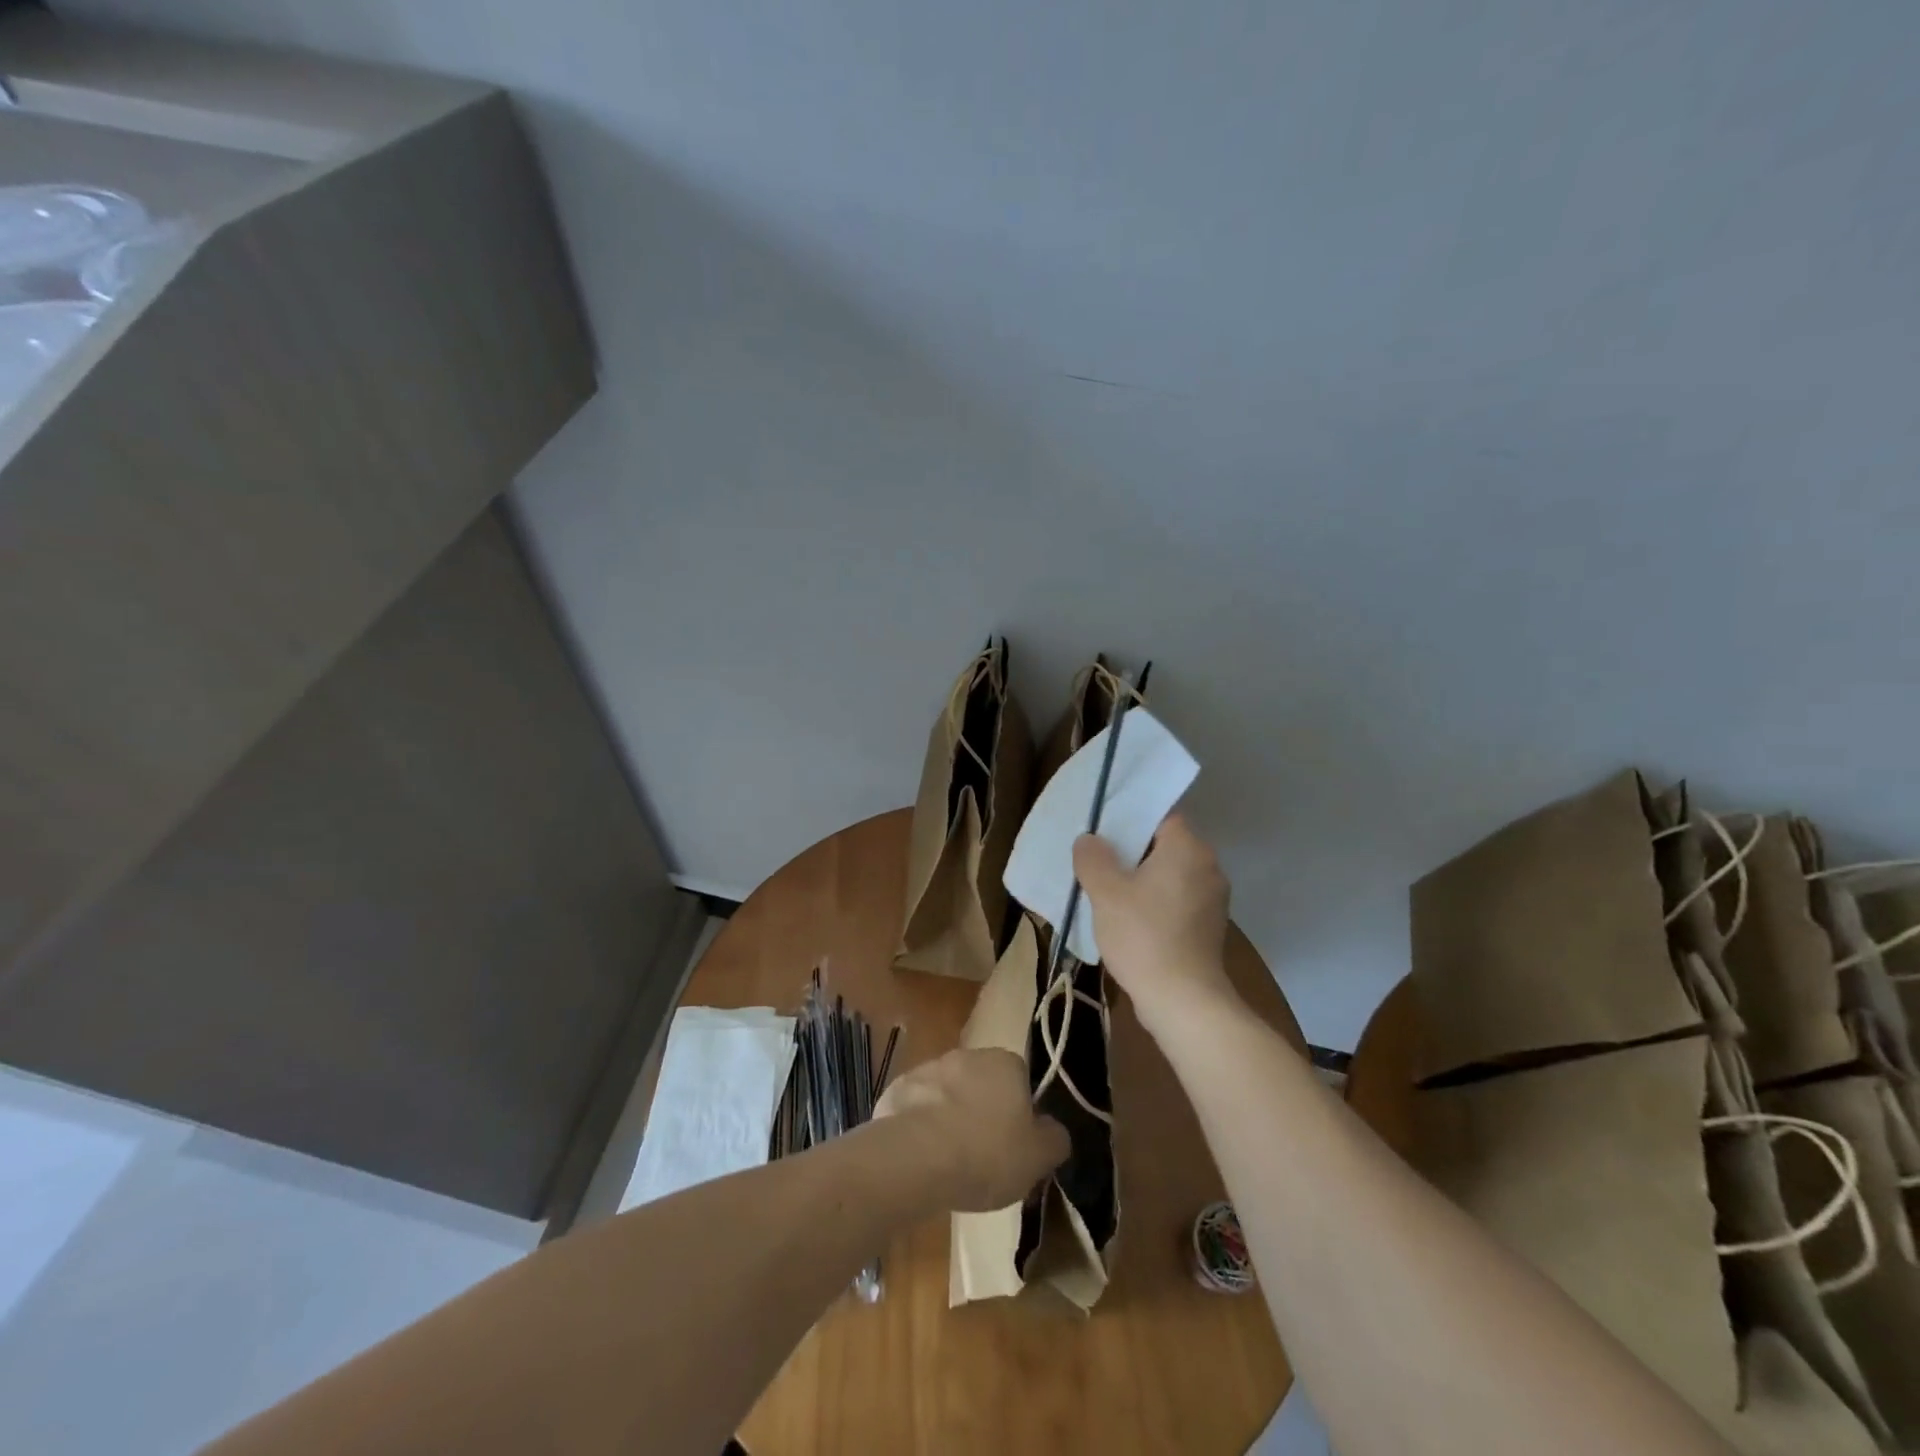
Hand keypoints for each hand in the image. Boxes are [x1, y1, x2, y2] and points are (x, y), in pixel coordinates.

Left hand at [875, 1048, 1069, 1210]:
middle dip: (984, 1113)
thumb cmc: (986, 1153)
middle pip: (983, 1084)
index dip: (1020, 1113)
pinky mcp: (897, 1089)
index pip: (1021, 1079)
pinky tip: (922, 1160)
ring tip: (951, 1164)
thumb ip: (1054, 1139)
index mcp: (1005, 1062)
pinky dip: (921, 1128)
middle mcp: (967, 1055)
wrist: (916, 1157)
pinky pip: (917, 1110)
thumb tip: (1054, 1130)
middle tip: (985, 1157)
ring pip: (948, 1095)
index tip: (1017, 1145)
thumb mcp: (1039, 1157)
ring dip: (951, 1119)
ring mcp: (928, 1069)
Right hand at [1074, 812, 1240, 1033]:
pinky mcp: (1209, 926)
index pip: (1160, 816)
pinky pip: (1177, 899)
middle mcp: (1209, 866)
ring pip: (1170, 874)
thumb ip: (1093, 858)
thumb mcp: (1106, 892)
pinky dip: (1155, 902)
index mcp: (1188, 848)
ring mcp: (1213, 899)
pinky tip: (1129, 919)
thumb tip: (1090, 840)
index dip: (1129, 820)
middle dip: (1131, 852)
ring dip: (1142, 880)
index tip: (1101, 834)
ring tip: (1108, 892)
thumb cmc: (1143, 936)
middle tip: (1097, 862)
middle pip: (1164, 845)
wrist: (1183, 1001)